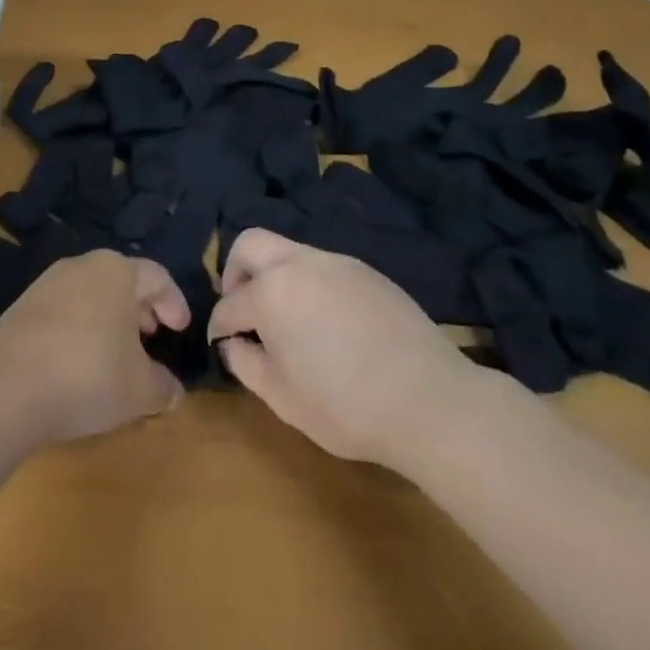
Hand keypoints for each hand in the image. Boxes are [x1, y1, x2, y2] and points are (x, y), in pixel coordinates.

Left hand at [0, 250, 189, 444]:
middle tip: (152, 336)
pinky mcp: (21, 307)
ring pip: (91, 294)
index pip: (157, 276)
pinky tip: (80, 363)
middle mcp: (82, 266)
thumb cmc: (88, 374)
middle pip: (121, 280)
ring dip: (109, 320)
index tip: (180, 329)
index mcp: (117, 271)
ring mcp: (48, 284)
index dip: (174, 302)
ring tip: (117, 353)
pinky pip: (65, 310)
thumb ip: (162, 386)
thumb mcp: (139, 389)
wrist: (5, 385)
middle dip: (140, 308)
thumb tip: (174, 390)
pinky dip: (81, 329)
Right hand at [208, 229, 482, 467]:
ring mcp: (336, 262)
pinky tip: (326, 322)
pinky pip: (323, 266)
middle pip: (250, 244)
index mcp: (272, 292)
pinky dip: (308, 284)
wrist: (431, 400)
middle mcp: (299, 263)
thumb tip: (233, 343)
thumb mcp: (283, 398)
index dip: (218, 327)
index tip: (220, 345)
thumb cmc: (347, 406)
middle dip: (234, 272)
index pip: (229, 304)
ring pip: (288, 251)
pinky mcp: (366, 271)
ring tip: (285, 320)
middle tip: (243, 310)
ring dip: (274, 276)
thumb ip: (246, 364)